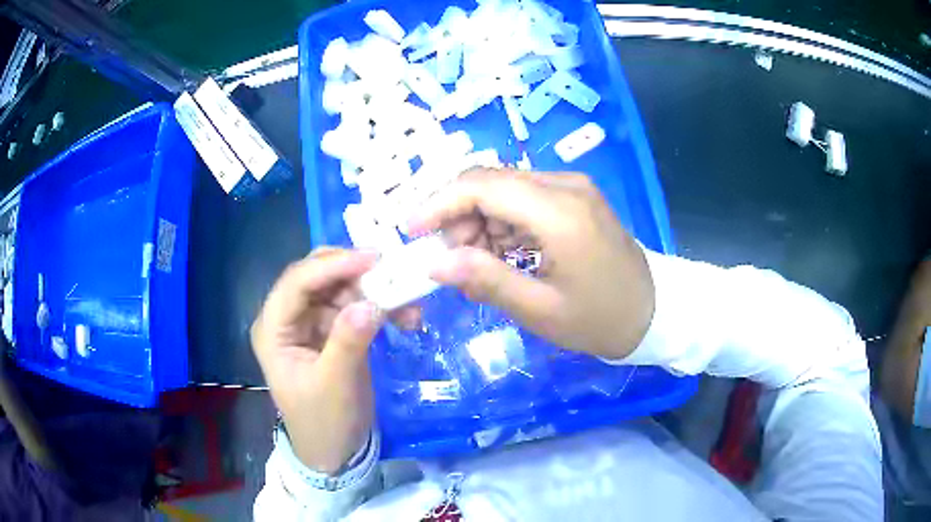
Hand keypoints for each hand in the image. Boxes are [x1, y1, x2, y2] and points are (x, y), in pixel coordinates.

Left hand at [251, 248, 414, 473]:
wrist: (334, 450)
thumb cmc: (324, 422)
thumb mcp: (335, 386)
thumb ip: (348, 342)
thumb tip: (370, 303)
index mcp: (273, 329)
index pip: (296, 283)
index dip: (332, 265)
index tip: (373, 259)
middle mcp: (287, 318)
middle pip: (316, 277)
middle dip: (353, 271)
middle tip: (391, 271)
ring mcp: (309, 322)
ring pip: (339, 287)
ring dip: (373, 289)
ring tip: (407, 300)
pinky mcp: (331, 330)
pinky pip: (355, 306)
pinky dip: (380, 306)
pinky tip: (406, 316)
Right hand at [408, 169, 654, 359]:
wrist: (652, 312)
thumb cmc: (600, 320)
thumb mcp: (540, 310)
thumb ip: (486, 281)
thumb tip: (435, 263)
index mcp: (560, 213)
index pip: (483, 186)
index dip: (439, 203)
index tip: (411, 231)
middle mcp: (565, 185)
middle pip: (489, 182)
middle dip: (458, 216)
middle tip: (451, 260)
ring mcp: (572, 187)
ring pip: (503, 188)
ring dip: (479, 221)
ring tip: (480, 264)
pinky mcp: (574, 196)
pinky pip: (523, 197)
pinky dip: (501, 222)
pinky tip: (504, 254)